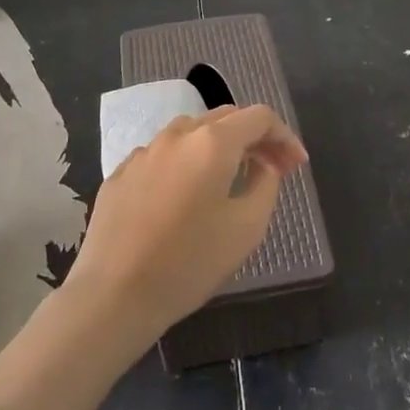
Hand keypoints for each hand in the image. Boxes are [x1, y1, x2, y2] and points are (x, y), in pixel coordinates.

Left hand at [0, 104, 306, 409]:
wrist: (114, 293)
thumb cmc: (189, 261)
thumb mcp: (246, 227)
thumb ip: (266, 185)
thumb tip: (264, 166)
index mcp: (212, 143)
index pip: (259, 117)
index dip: (284, 136)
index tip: (296, 164)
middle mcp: (177, 136)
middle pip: (224, 118)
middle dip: (254, 138)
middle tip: (272, 168)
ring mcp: (143, 152)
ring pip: (191, 133)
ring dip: (219, 146)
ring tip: (230, 177)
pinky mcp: (120, 174)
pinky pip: (163, 156)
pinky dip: (186, 163)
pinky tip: (186, 195)